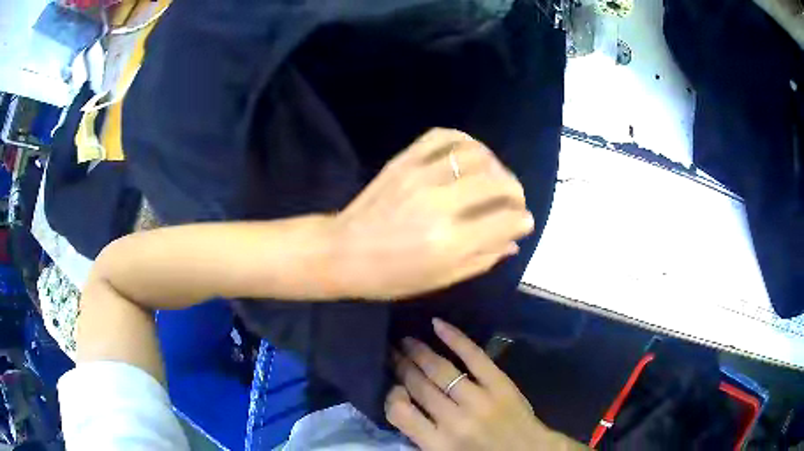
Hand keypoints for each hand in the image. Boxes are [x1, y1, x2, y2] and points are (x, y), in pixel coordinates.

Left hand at [327, 128, 533, 299]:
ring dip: (495, 163)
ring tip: (494, 176)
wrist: (342, 252)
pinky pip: (442, 136)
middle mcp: (440, 204)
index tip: (523, 222)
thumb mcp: (440, 279)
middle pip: (498, 182)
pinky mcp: (404, 161)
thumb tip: (513, 240)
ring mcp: (420, 176)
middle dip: (516, 191)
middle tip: (514, 200)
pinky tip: (470, 154)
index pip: (506, 220)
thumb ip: (482, 258)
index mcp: (450, 242)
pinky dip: (464, 140)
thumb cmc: (390, 276)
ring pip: (475, 154)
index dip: (523, 220)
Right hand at [386, 318, 585, 450]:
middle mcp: (455, 421)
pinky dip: (455, 338)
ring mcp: (480, 400)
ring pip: (440, 370)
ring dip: (419, 351)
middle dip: (400, 365)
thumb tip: (399, 400)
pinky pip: (474, 356)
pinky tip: (437, 325)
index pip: (399, 412)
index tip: (391, 384)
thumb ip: (421, 433)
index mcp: (438, 444)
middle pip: (418, 386)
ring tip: (405, 340)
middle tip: (389, 350)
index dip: (390, 394)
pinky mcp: (501, 384)